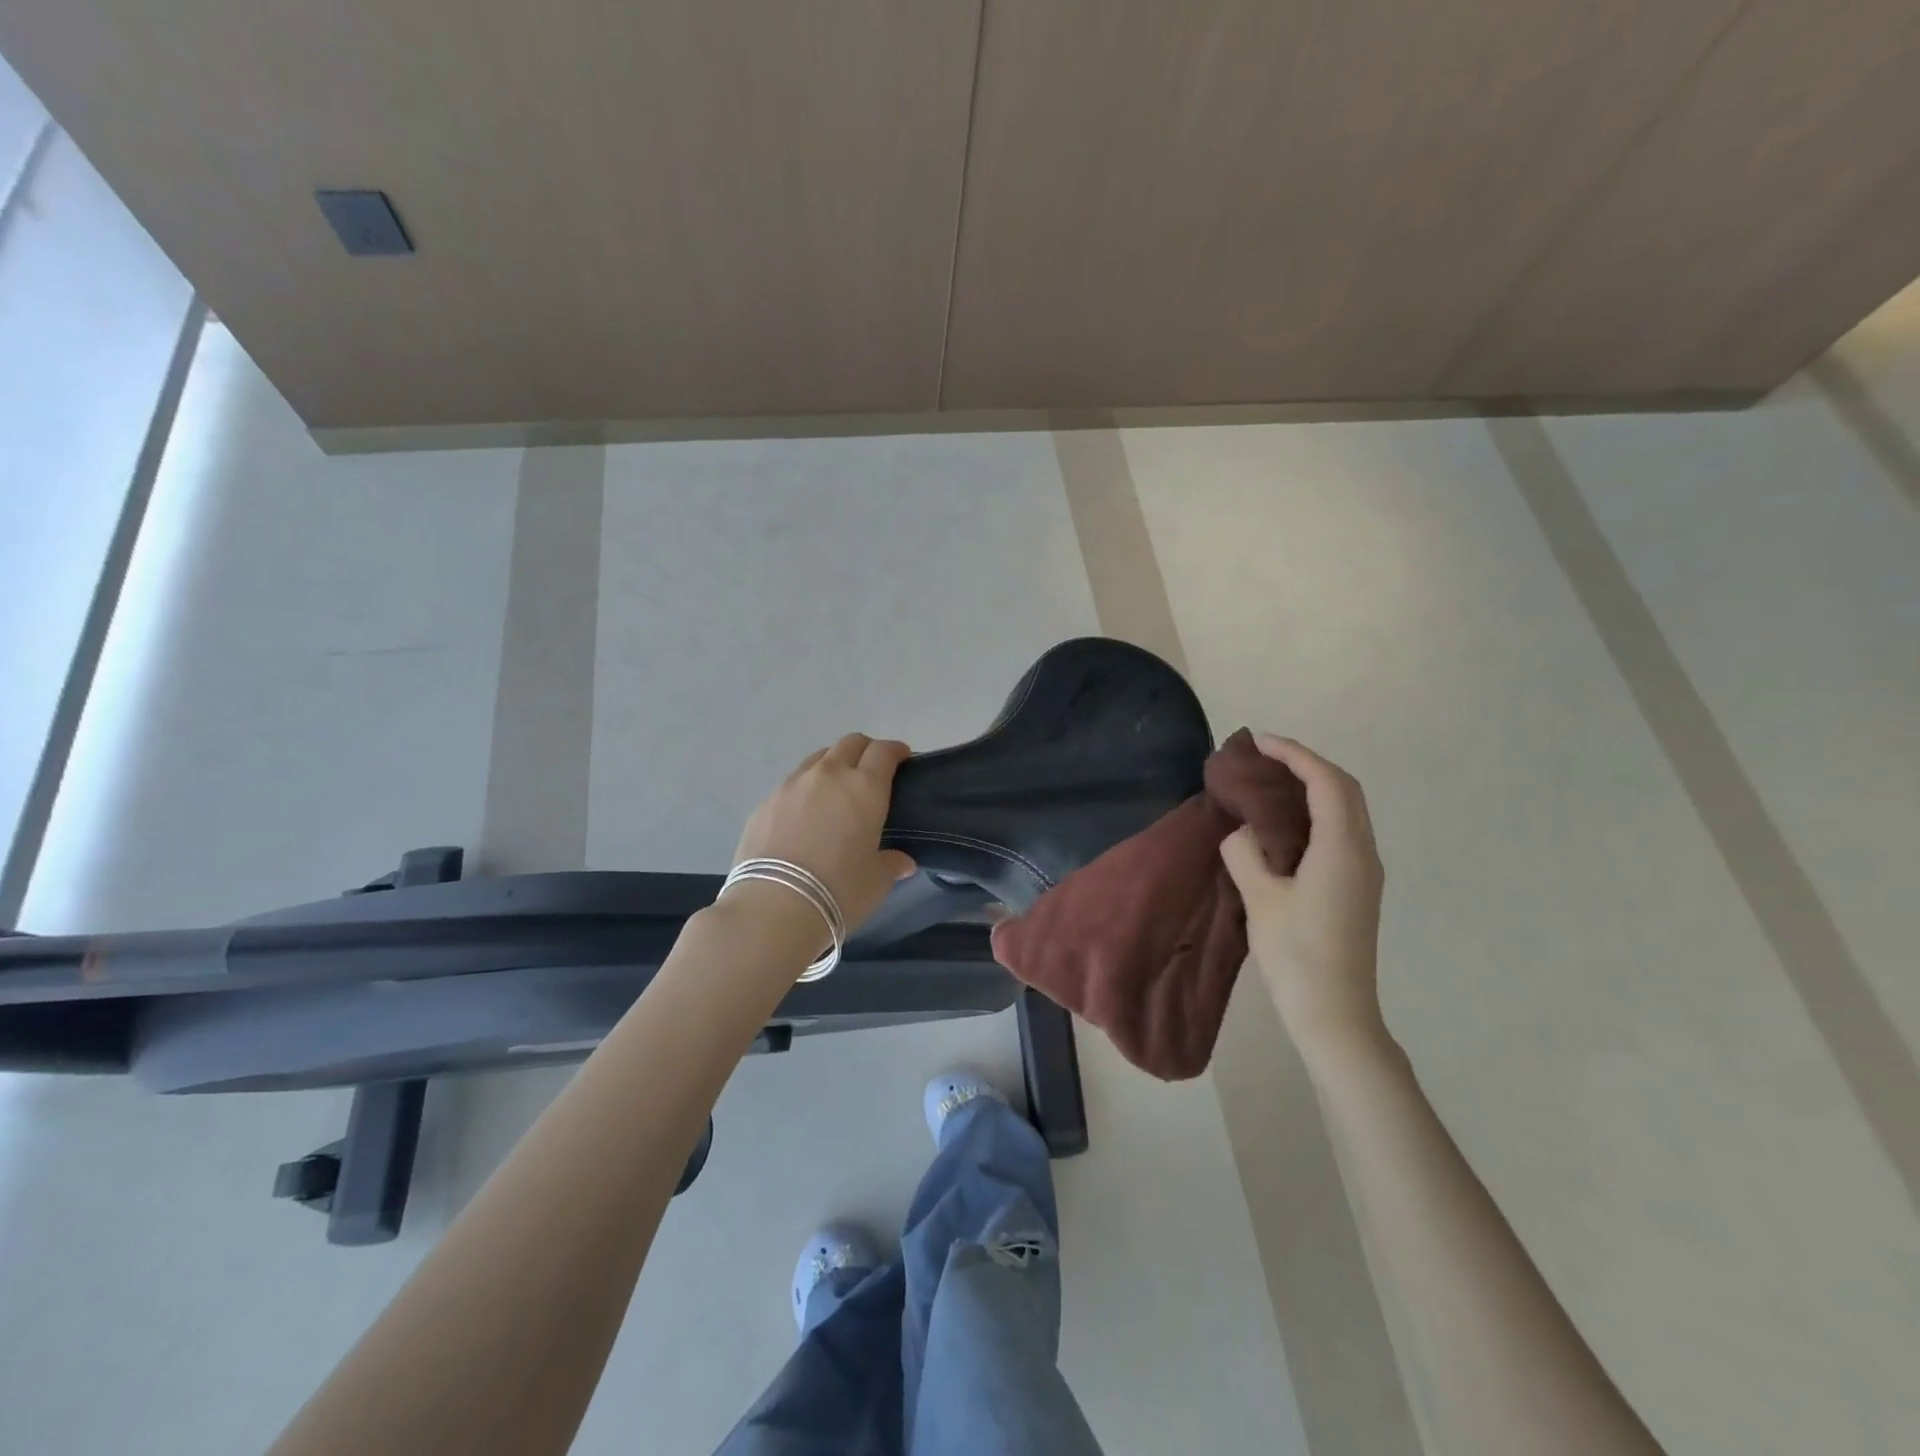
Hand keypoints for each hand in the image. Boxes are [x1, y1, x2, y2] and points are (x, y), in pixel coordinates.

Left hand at [732, 734, 917, 935]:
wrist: (774, 906)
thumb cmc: (839, 890)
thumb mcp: (876, 881)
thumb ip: (891, 863)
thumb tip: (902, 862)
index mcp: (864, 787)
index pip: (884, 751)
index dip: (896, 751)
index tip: (903, 760)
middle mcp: (828, 775)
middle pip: (850, 743)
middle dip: (865, 751)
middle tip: (872, 773)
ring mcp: (792, 785)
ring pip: (818, 759)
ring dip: (833, 766)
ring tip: (835, 793)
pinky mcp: (765, 803)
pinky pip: (792, 784)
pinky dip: (805, 790)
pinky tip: (804, 817)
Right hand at [1219, 734, 1386, 1055]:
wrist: (1334, 1012)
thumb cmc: (1297, 954)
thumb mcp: (1260, 898)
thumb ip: (1246, 852)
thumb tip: (1245, 833)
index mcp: (1342, 849)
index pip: (1325, 782)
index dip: (1294, 754)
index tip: (1258, 741)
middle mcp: (1363, 852)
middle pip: (1344, 789)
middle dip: (1306, 763)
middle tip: (1263, 756)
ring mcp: (1364, 870)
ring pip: (1346, 809)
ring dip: (1313, 785)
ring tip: (1270, 781)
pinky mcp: (1357, 886)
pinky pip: (1341, 830)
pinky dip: (1316, 810)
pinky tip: (1284, 822)